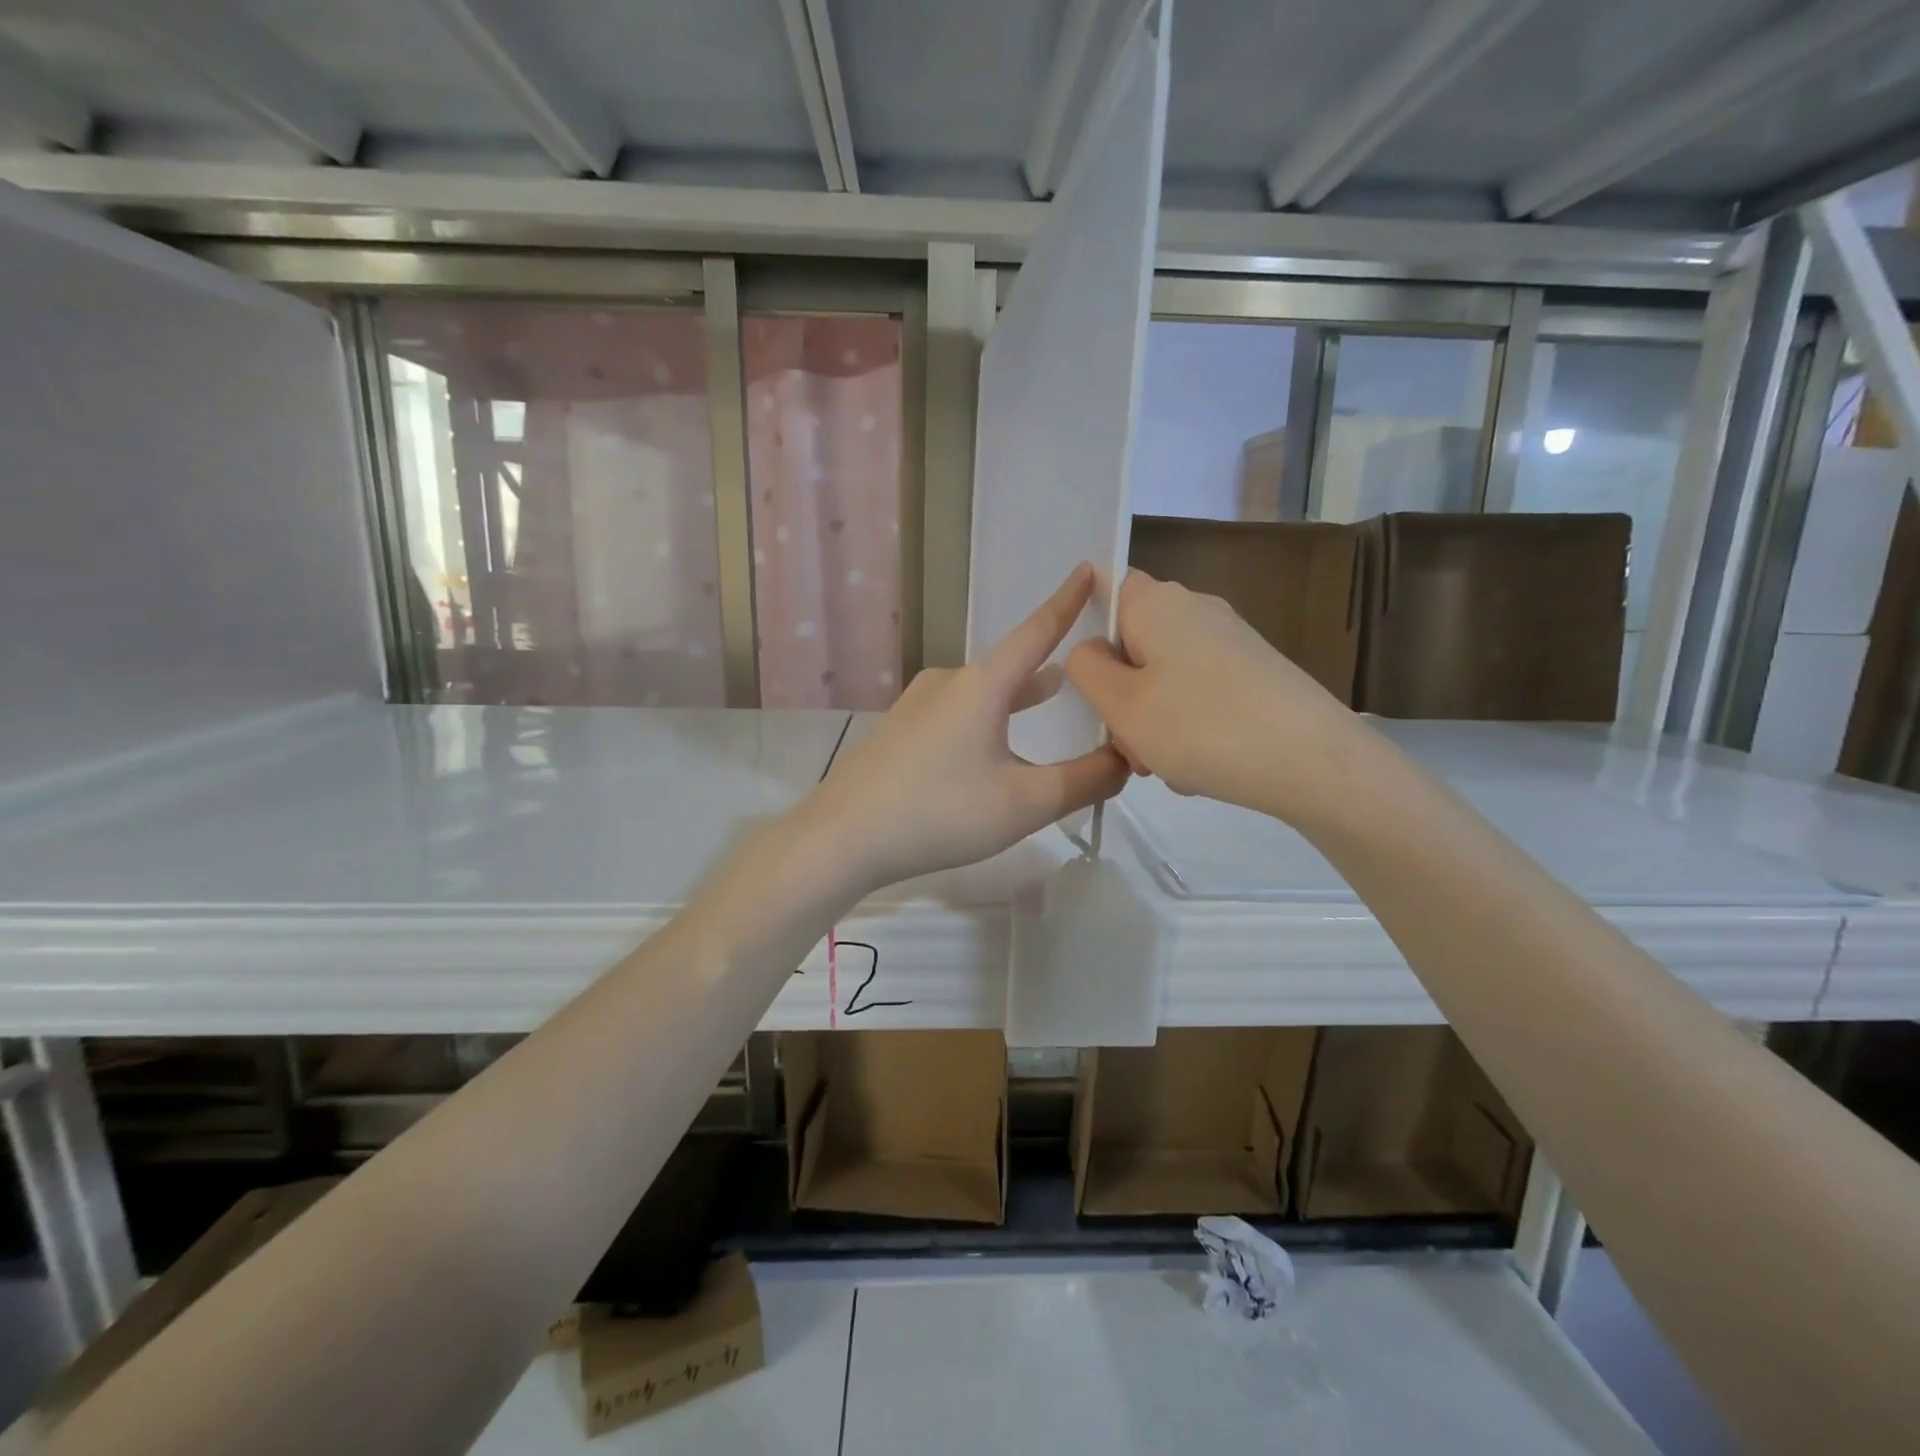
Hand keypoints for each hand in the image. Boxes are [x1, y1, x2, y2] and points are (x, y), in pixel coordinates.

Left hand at [796, 565, 1129, 896]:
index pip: (1036, 631)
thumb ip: (1084, 780)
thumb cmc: (940, 812)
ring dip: (1018, 694)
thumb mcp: (1025, 802)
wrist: (842, 837)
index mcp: (982, 684)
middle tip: (1087, 666)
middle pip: (1010, 665)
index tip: (1090, 570)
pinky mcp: (900, 732)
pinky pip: (957, 714)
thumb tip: (1124, 760)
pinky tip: (991, 748)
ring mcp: (918, 706)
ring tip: (1049, 694)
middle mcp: (948, 682)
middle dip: (1050, 664)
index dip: (1067, 602)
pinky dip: (988, 719)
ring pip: (983, 692)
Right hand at [1064, 569, 1360, 824]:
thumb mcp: (1121, 704)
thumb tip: (1090, 651)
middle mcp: (1196, 609)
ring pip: (1165, 677)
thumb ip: (1086, 669)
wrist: (1314, 762)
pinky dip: (1189, 726)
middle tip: (1128, 745)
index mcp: (1157, 603)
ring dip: (1153, 720)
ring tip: (1166, 765)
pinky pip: (1200, 694)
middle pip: (1134, 643)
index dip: (1087, 630)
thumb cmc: (1201, 727)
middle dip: (1121, 695)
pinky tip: (1201, 766)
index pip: (1106, 590)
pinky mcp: (1256, 671)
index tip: (1086, 680)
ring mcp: (1231, 640)